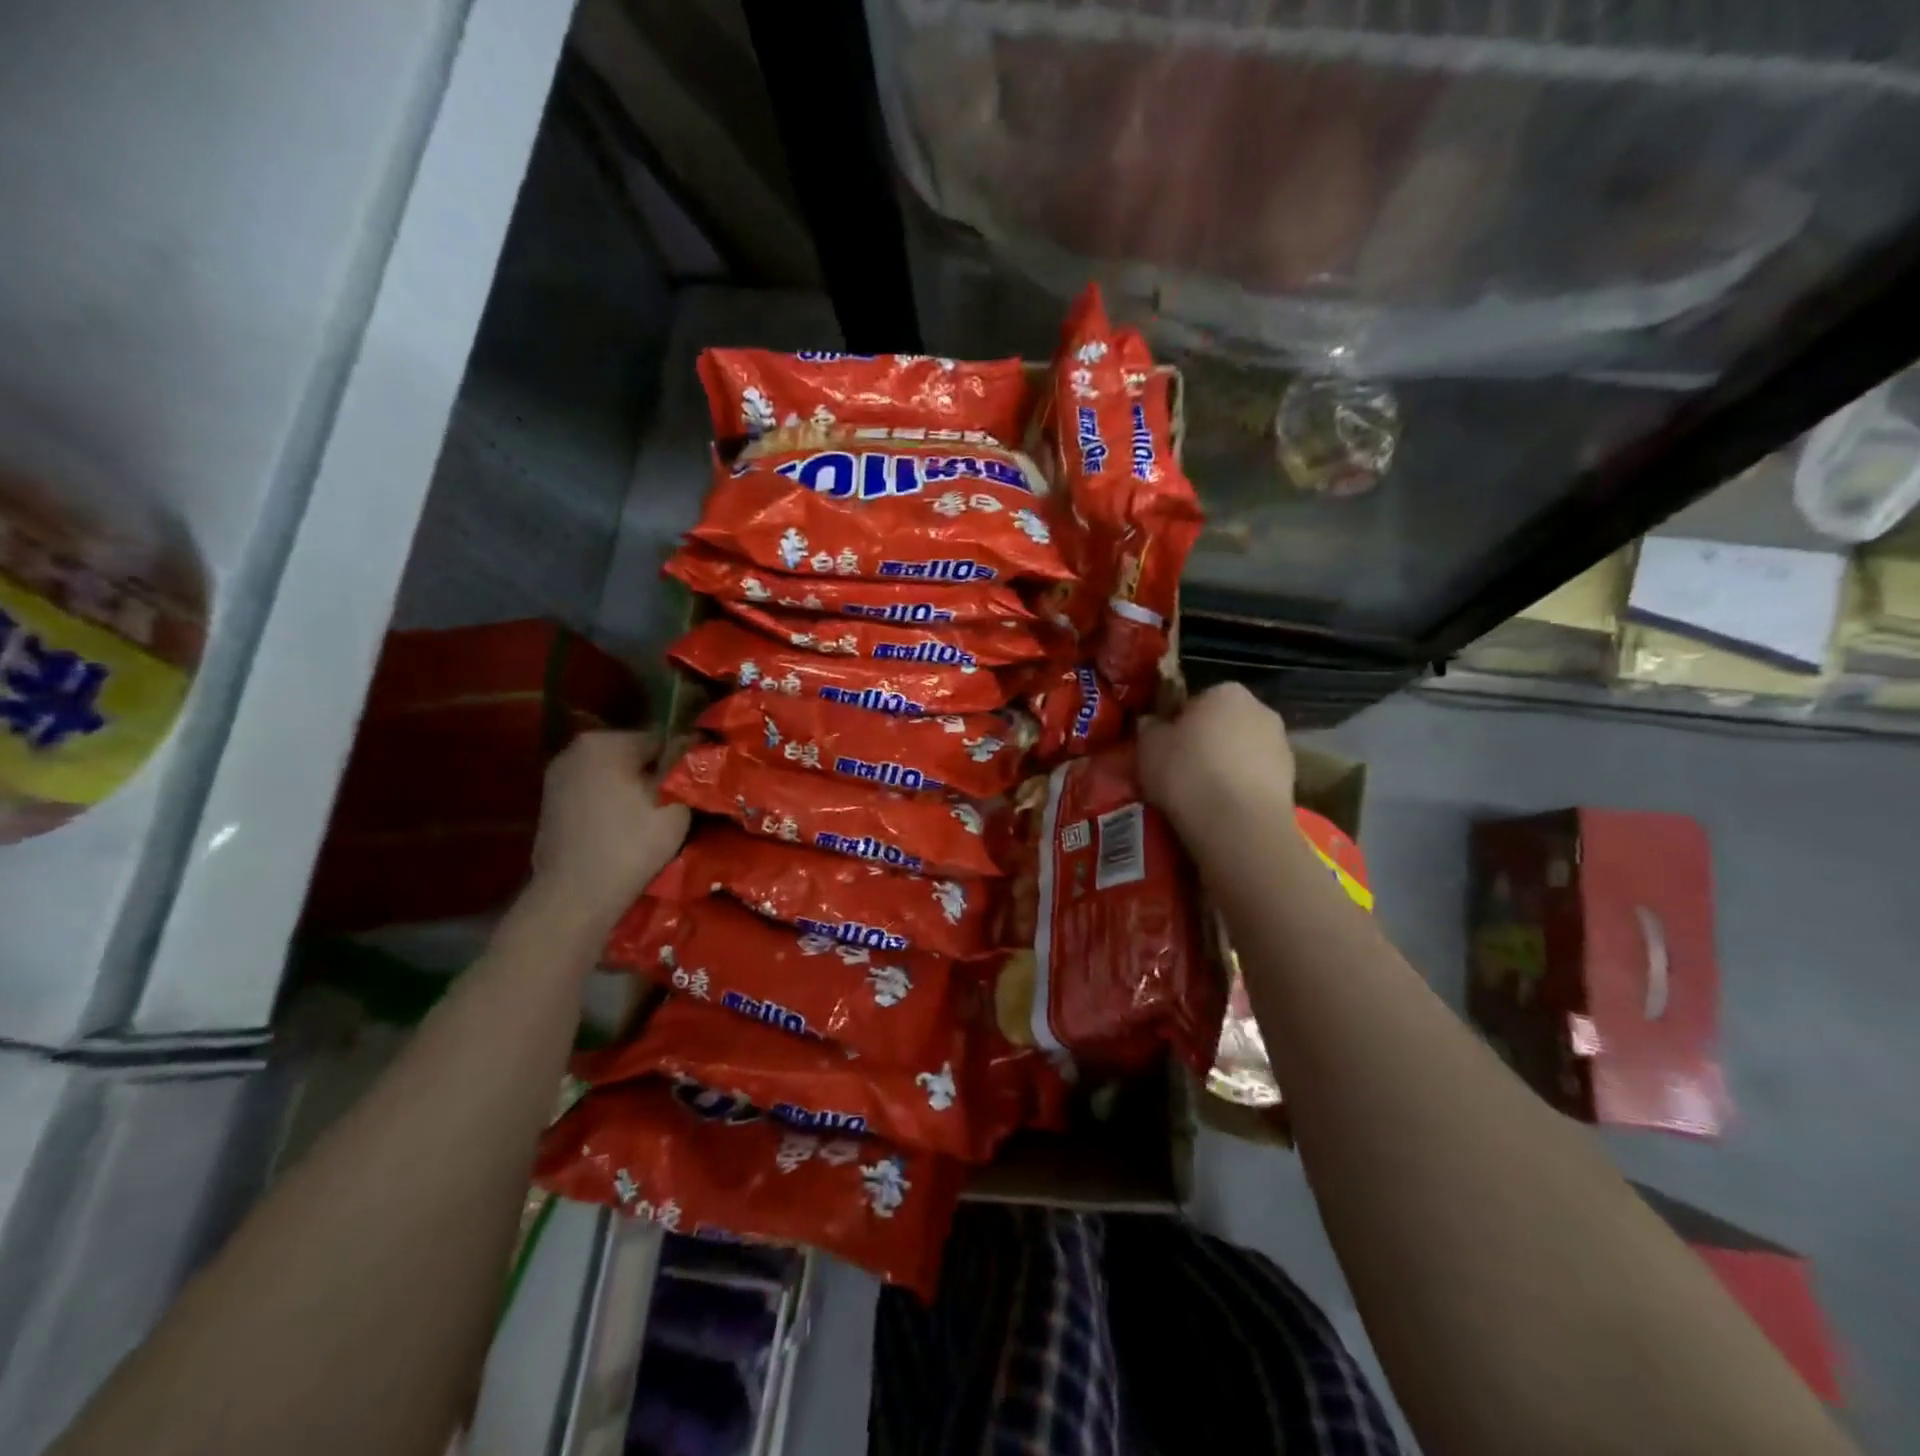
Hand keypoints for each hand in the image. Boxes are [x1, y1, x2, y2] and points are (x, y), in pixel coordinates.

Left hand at [529, 731, 689, 932]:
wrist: (574, 897)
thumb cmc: (630, 845)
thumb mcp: (675, 804)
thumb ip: (686, 768)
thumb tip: (695, 744)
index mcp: (605, 742)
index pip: (660, 739)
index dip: (681, 763)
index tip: (693, 788)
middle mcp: (575, 750)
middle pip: (633, 755)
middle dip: (654, 775)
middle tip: (676, 807)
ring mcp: (557, 777)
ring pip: (612, 775)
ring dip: (632, 790)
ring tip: (651, 821)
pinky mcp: (550, 804)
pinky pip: (594, 793)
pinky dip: (611, 805)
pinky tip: (623, 830)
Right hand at [1138, 683, 1295, 843]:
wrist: (1238, 825)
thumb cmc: (1188, 773)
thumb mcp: (1148, 746)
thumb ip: (1149, 727)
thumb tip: (1152, 723)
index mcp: (1225, 691)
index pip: (1195, 701)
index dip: (1177, 725)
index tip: (1164, 748)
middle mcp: (1260, 709)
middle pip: (1223, 724)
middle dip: (1205, 743)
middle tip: (1179, 771)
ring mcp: (1282, 745)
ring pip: (1242, 752)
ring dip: (1226, 767)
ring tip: (1201, 796)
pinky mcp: (1292, 780)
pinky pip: (1255, 779)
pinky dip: (1240, 789)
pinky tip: (1223, 810)